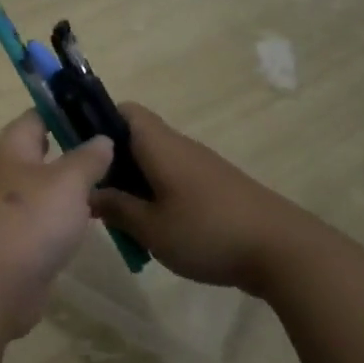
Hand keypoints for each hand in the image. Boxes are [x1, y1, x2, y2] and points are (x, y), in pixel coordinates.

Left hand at [0, 111, 114, 338]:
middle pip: (17, 150)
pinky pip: (28, 218)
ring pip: (23, 186)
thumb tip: (102, 138)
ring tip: (92, 188)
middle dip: (45, 149)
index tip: (96, 119)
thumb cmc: (30, 220)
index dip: (62, 113)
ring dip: (50, 186)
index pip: (33, 117)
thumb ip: (88, 158)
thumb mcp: (69, 182)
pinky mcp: (3, 240)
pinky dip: (48, 217)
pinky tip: (75, 224)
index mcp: (7, 147)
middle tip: (84, 153)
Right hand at [90, 103, 317, 295]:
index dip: (97, 122)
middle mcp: (180, 147)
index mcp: (159, 145)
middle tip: (94, 194)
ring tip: (120, 219)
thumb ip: (115, 207)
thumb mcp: (150, 227)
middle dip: (111, 162)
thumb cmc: (208, 232)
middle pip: (136, 138)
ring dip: (134, 184)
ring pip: (155, 162)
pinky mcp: (217, 188)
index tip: (79, 152)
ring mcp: (201, 167)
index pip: (123, 111)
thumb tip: (89, 192)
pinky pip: (174, 180)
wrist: (284, 251)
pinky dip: (157, 196)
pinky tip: (155, 231)